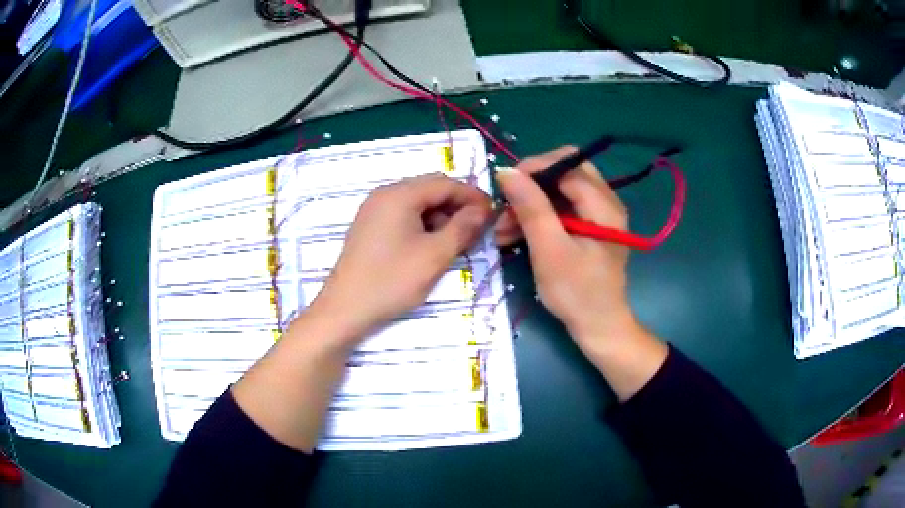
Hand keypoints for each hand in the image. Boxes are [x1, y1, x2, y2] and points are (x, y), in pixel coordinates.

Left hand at [308, 173, 492, 348]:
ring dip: (441, 216)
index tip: (493, 214)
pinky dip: (423, 225)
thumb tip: (483, 210)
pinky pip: (403, 215)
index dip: (472, 196)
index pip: (445, 183)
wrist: (345, 309)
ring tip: (457, 241)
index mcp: (399, 194)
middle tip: (478, 230)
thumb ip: (463, 228)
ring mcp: (374, 210)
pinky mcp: (370, 226)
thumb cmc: (391, 281)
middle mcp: (385, 194)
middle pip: (430, 189)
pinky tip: (432, 246)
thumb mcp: (434, 255)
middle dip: (457, 206)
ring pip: (417, 203)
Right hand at [495, 147, 638, 357]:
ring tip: (502, 228)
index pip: (567, 164)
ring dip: (531, 203)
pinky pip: (562, 209)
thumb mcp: (549, 249)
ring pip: (560, 191)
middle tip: (506, 204)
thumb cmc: (576, 293)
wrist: (599, 328)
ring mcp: (599, 215)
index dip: (533, 168)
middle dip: (532, 184)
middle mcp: (605, 202)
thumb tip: (507, 171)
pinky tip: (515, 235)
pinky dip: (539, 217)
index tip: (504, 186)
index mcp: (603, 204)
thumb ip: (530, 206)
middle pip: (565, 172)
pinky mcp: (590, 229)